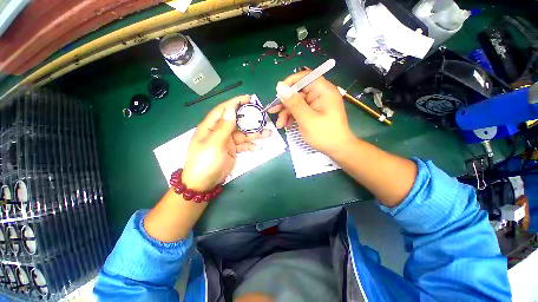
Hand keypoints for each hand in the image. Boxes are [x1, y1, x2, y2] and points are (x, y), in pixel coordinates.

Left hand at [182, 95, 270, 191]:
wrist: (203, 183)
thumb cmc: (205, 162)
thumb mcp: (214, 144)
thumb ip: (223, 127)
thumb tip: (231, 109)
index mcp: (211, 127)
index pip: (223, 110)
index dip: (235, 103)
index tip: (248, 98)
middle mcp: (219, 131)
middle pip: (236, 121)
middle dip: (249, 119)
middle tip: (263, 117)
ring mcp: (227, 141)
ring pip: (243, 134)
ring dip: (255, 134)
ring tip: (268, 133)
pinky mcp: (232, 150)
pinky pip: (243, 145)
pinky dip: (251, 146)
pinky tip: (258, 148)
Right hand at [268, 71, 354, 155]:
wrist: (337, 149)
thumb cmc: (324, 134)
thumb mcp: (306, 119)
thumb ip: (293, 102)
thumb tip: (280, 87)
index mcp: (323, 91)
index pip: (305, 77)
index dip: (290, 82)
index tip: (278, 93)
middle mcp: (320, 94)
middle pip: (298, 92)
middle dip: (285, 103)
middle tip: (273, 111)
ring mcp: (317, 104)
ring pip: (297, 103)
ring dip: (287, 113)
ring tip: (280, 125)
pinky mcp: (314, 112)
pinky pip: (300, 111)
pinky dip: (292, 117)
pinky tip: (286, 125)